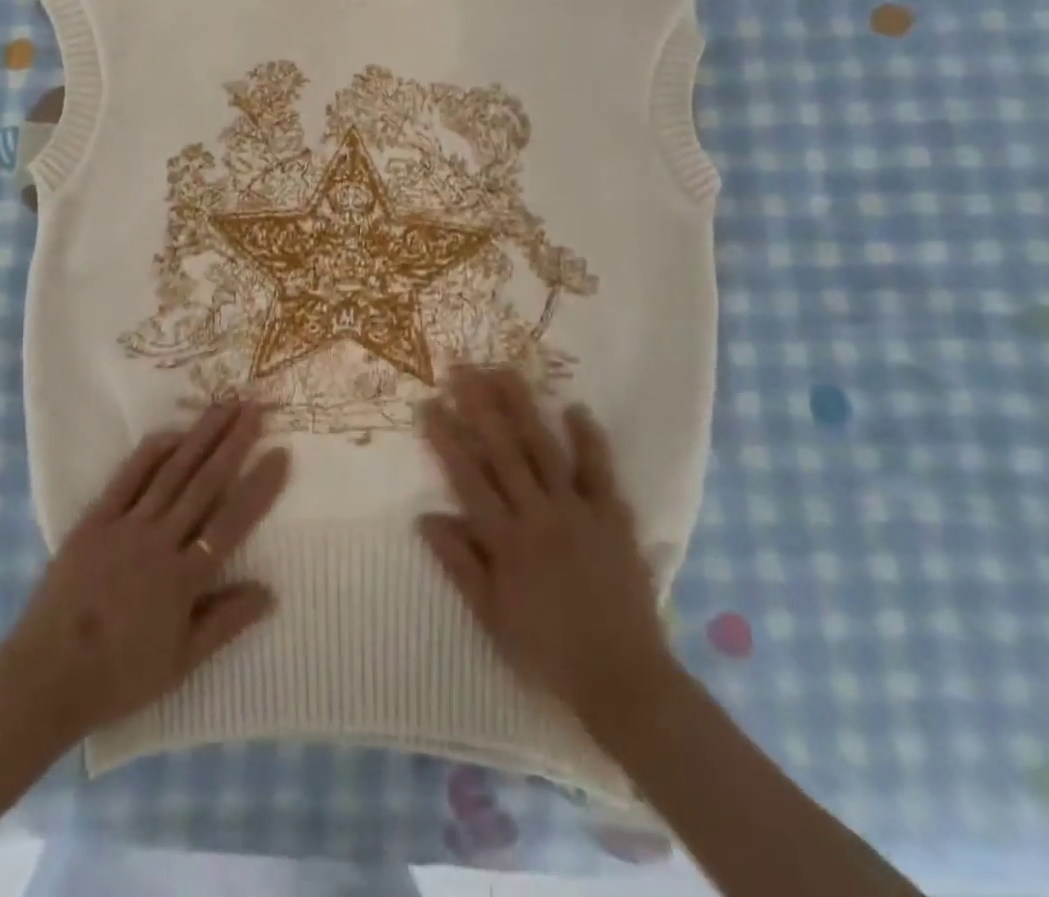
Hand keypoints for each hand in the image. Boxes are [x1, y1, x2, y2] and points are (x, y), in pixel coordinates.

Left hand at [0, 399, 290, 741]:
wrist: (45, 677)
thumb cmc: (119, 676)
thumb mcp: (181, 663)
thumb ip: (225, 622)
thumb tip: (270, 591)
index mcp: (184, 578)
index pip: (231, 522)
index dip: (259, 486)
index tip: (281, 453)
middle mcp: (159, 542)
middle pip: (204, 483)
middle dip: (233, 442)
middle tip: (255, 407)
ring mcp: (125, 526)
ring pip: (172, 472)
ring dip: (200, 436)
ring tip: (224, 406)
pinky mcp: (95, 521)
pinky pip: (127, 479)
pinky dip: (151, 453)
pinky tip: (172, 432)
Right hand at [418, 366, 673, 723]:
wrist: (624, 679)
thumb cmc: (547, 652)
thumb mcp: (491, 616)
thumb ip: (459, 564)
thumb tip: (425, 518)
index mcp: (505, 540)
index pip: (467, 476)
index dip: (446, 437)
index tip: (429, 403)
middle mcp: (538, 515)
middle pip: (503, 450)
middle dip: (479, 406)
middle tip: (462, 368)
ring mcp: (578, 512)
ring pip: (545, 449)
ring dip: (524, 408)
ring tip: (506, 371)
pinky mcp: (612, 517)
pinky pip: (600, 471)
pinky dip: (588, 439)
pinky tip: (575, 408)